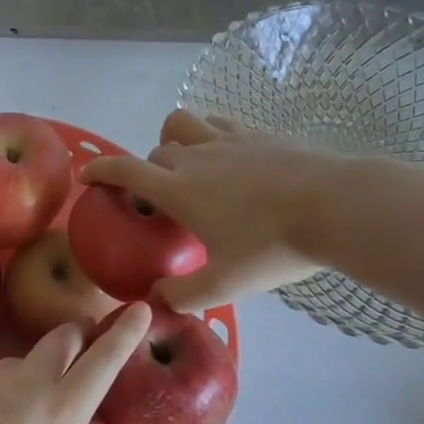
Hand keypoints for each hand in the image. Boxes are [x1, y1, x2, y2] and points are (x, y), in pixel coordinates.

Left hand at [0, 302, 153, 423]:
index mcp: (64, 414)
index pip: (104, 361)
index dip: (125, 333)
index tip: (140, 308)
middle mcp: (33, 382)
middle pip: (63, 337)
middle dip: (77, 333)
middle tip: (80, 342)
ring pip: (21, 359)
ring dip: (28, 371)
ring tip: (12, 409)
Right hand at [80, 109, 336, 310]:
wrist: (337, 207)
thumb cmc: (273, 246)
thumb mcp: (226, 284)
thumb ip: (184, 295)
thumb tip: (155, 301)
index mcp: (179, 190)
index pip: (125, 171)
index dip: (100, 170)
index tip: (87, 175)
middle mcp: (195, 157)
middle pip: (155, 153)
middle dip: (147, 171)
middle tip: (160, 198)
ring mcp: (227, 139)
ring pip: (182, 124)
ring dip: (174, 139)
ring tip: (186, 163)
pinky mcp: (257, 133)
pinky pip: (218, 122)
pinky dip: (209, 134)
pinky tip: (225, 155)